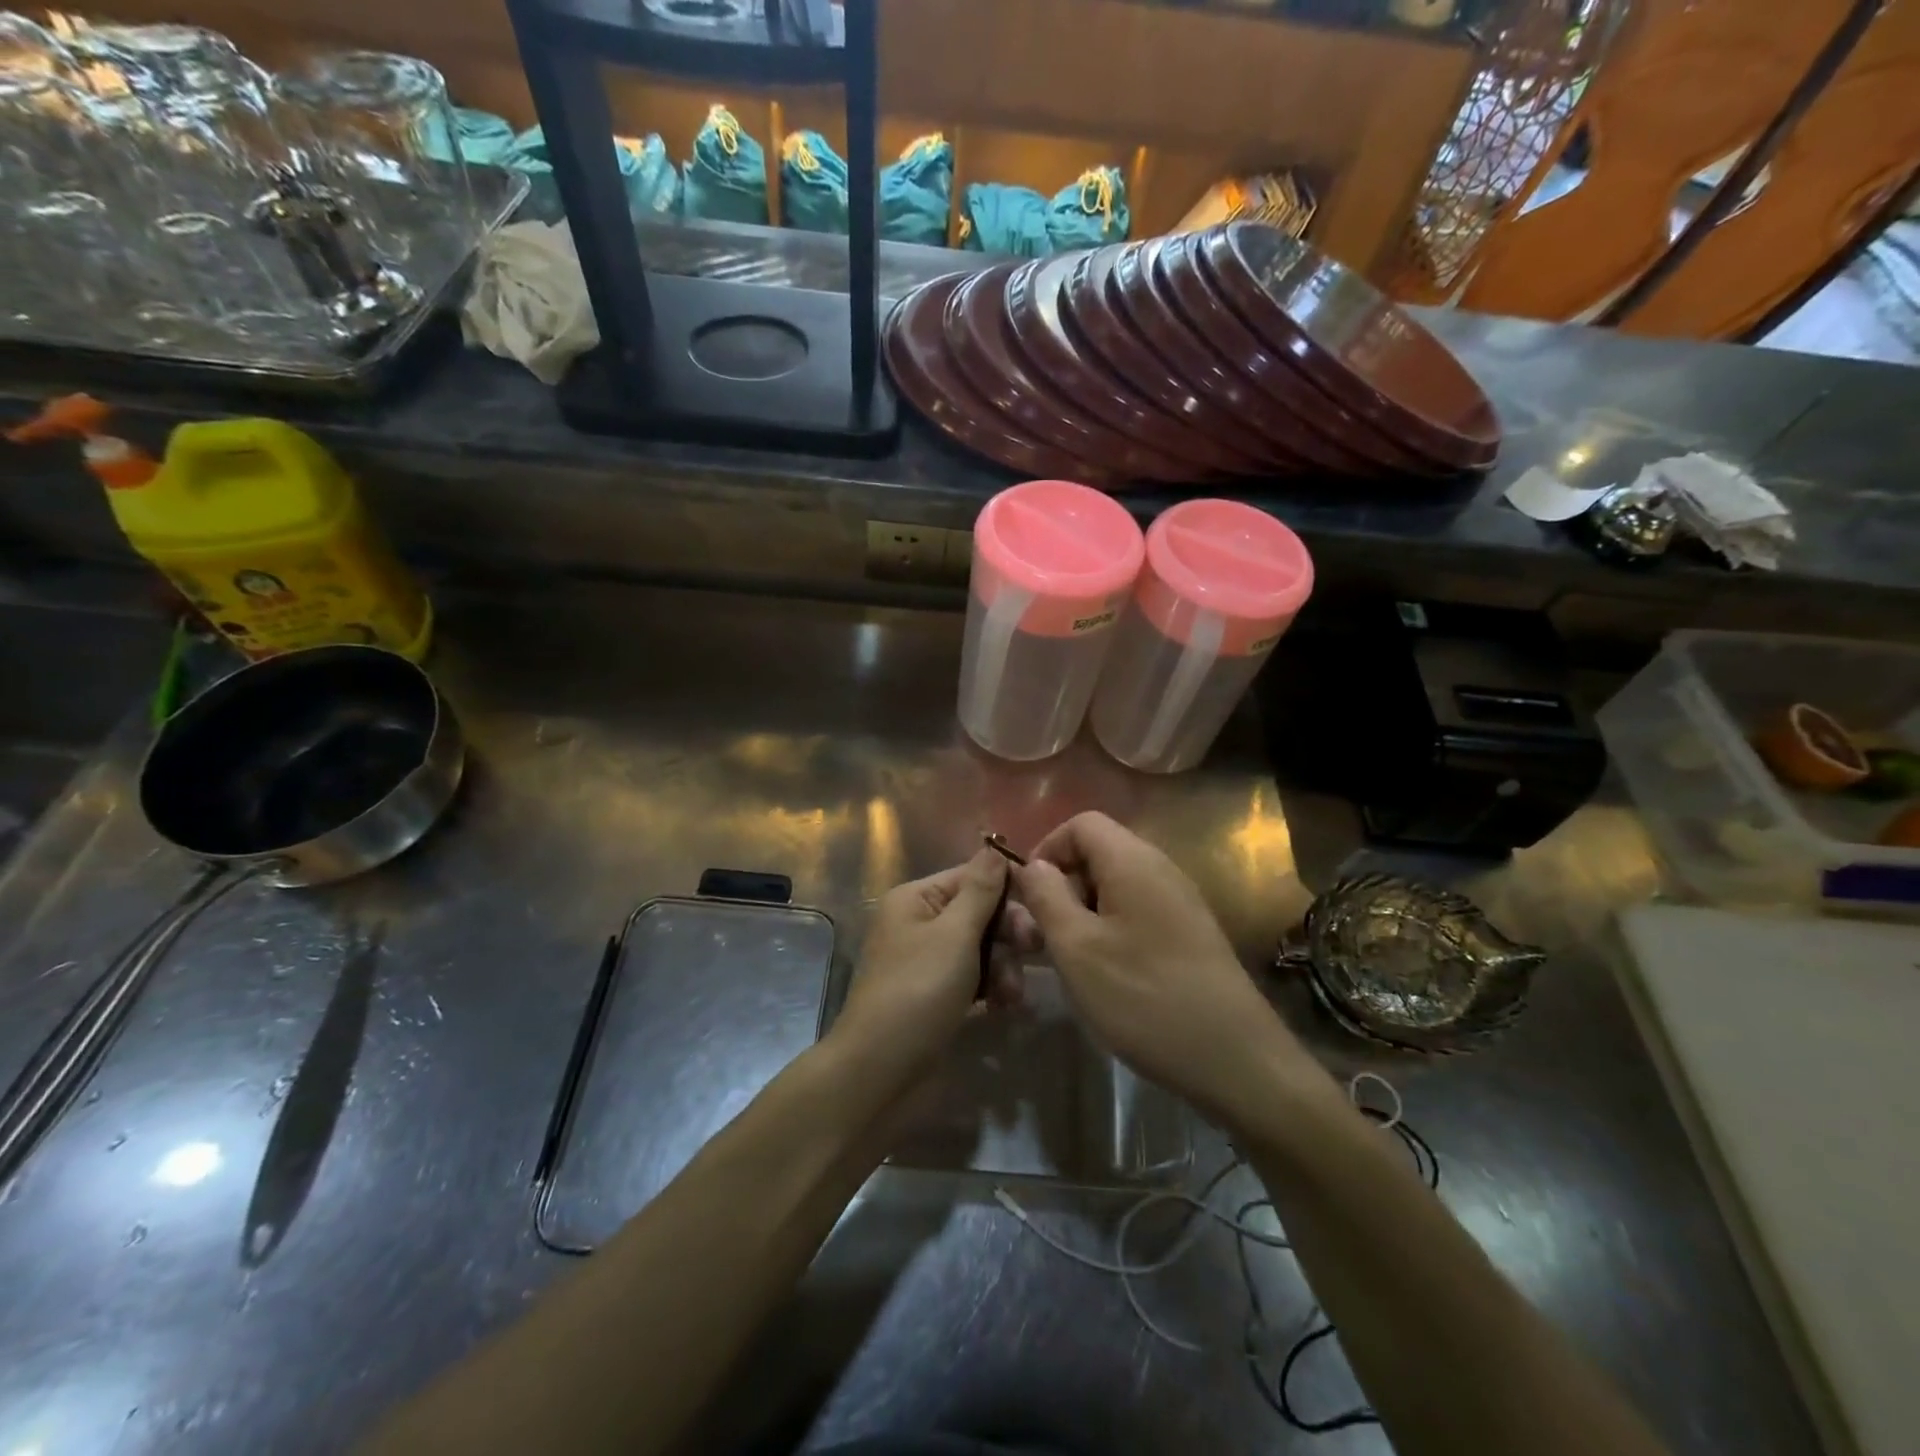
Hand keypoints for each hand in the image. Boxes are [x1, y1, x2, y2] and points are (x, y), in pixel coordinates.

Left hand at [833, 849, 1025, 1082]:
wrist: (879, 1072)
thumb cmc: (918, 992)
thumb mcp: (954, 935)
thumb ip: (980, 890)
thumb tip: (994, 846)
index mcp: (916, 898)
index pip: (972, 876)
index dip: (1008, 890)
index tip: (1041, 909)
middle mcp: (919, 922)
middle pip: (979, 912)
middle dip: (1008, 932)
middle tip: (1034, 949)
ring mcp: (927, 961)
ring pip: (981, 948)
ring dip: (1003, 966)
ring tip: (1013, 994)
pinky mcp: (936, 994)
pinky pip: (973, 977)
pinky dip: (991, 988)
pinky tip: (1006, 1007)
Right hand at [1014, 811, 1305, 1124]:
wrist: (1235, 1058)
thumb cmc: (1143, 997)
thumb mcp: (1076, 948)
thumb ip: (1046, 896)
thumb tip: (1033, 866)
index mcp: (1133, 861)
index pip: (1081, 822)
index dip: (1047, 848)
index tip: (1030, 895)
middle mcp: (1161, 868)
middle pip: (1099, 851)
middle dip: (1064, 884)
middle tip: (1046, 933)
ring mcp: (1180, 900)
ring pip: (1116, 884)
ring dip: (1085, 910)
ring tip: (1073, 958)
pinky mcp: (1190, 931)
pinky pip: (1138, 909)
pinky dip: (1111, 927)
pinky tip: (1108, 973)